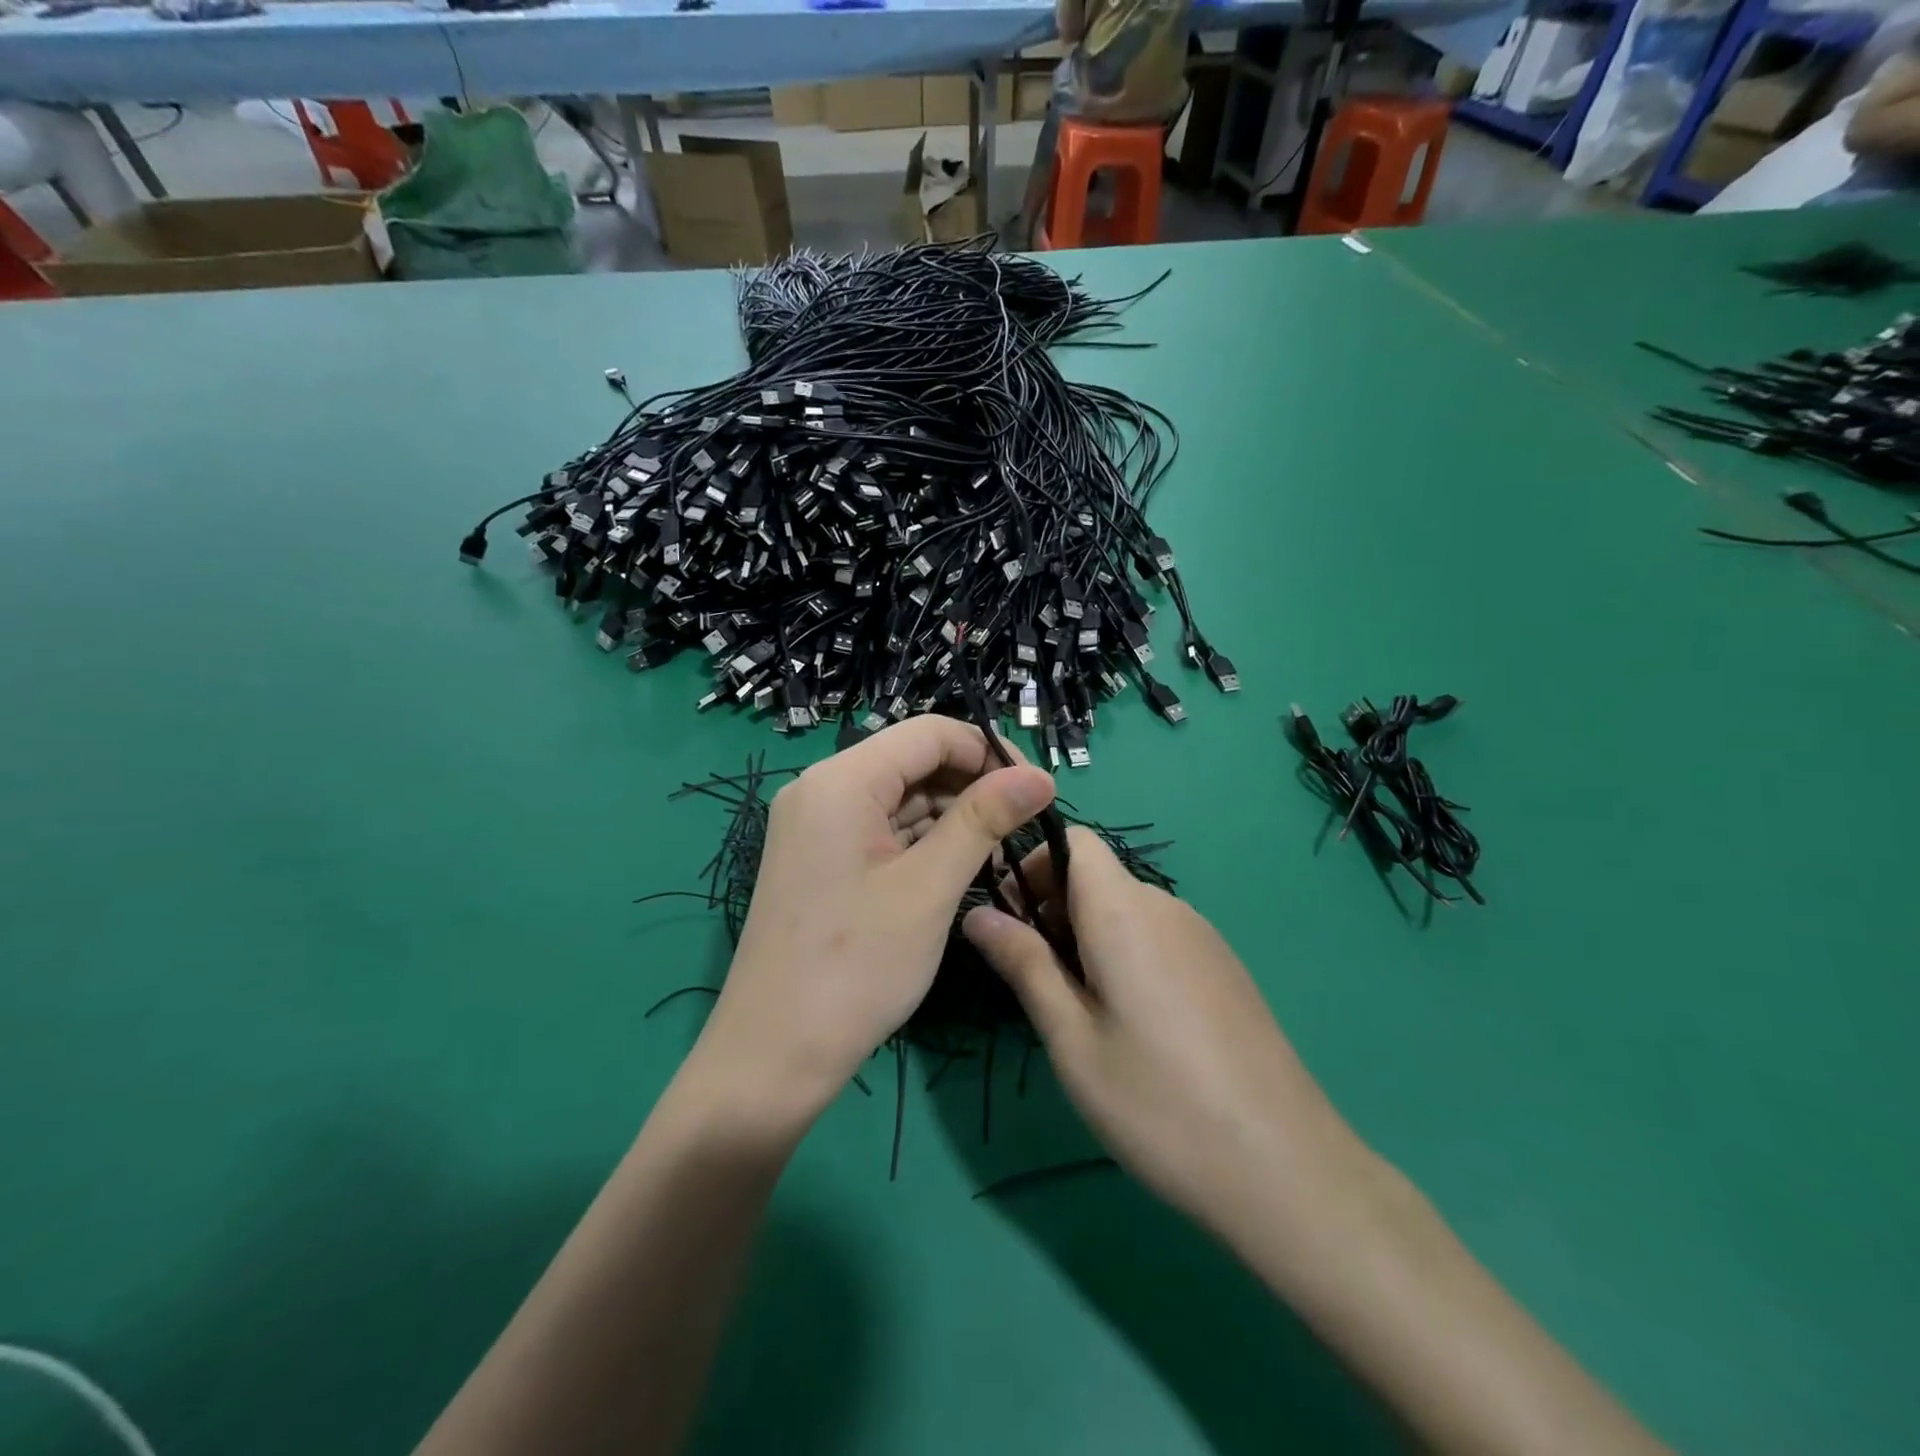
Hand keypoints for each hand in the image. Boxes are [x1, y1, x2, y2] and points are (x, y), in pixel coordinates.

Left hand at [692, 717, 1055, 1120]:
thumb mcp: (929, 888)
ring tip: (1000, 853)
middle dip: (973, 786)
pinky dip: (923, 842)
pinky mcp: (820, 858)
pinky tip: (960, 868)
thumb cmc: (856, 967)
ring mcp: (816, 825)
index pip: (930, 733)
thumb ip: (984, 820)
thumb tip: (1040, 775)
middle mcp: (821, 789)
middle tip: (1024, 828)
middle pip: (914, 762)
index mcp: (841, 781)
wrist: (773, 1055)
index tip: (1036, 790)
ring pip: (900, 798)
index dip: (989, 752)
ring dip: (952, 817)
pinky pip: (881, 829)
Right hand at [962, 828, 1360, 1241]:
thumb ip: (1024, 964)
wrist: (1286, 1169)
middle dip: (1052, 906)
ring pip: (1126, 908)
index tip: (1008, 917)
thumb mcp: (1072, 1040)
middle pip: (1097, 875)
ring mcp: (1202, 936)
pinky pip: (1157, 935)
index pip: (1074, 839)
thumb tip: (977, 912)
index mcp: (1124, 911)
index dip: (1032, 862)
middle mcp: (1167, 907)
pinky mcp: (1222, 967)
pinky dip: (1124, 953)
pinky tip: (1128, 1023)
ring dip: (1086, 934)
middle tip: (1031, 977)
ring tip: (1075, 1008)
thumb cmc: (1158, 1103)